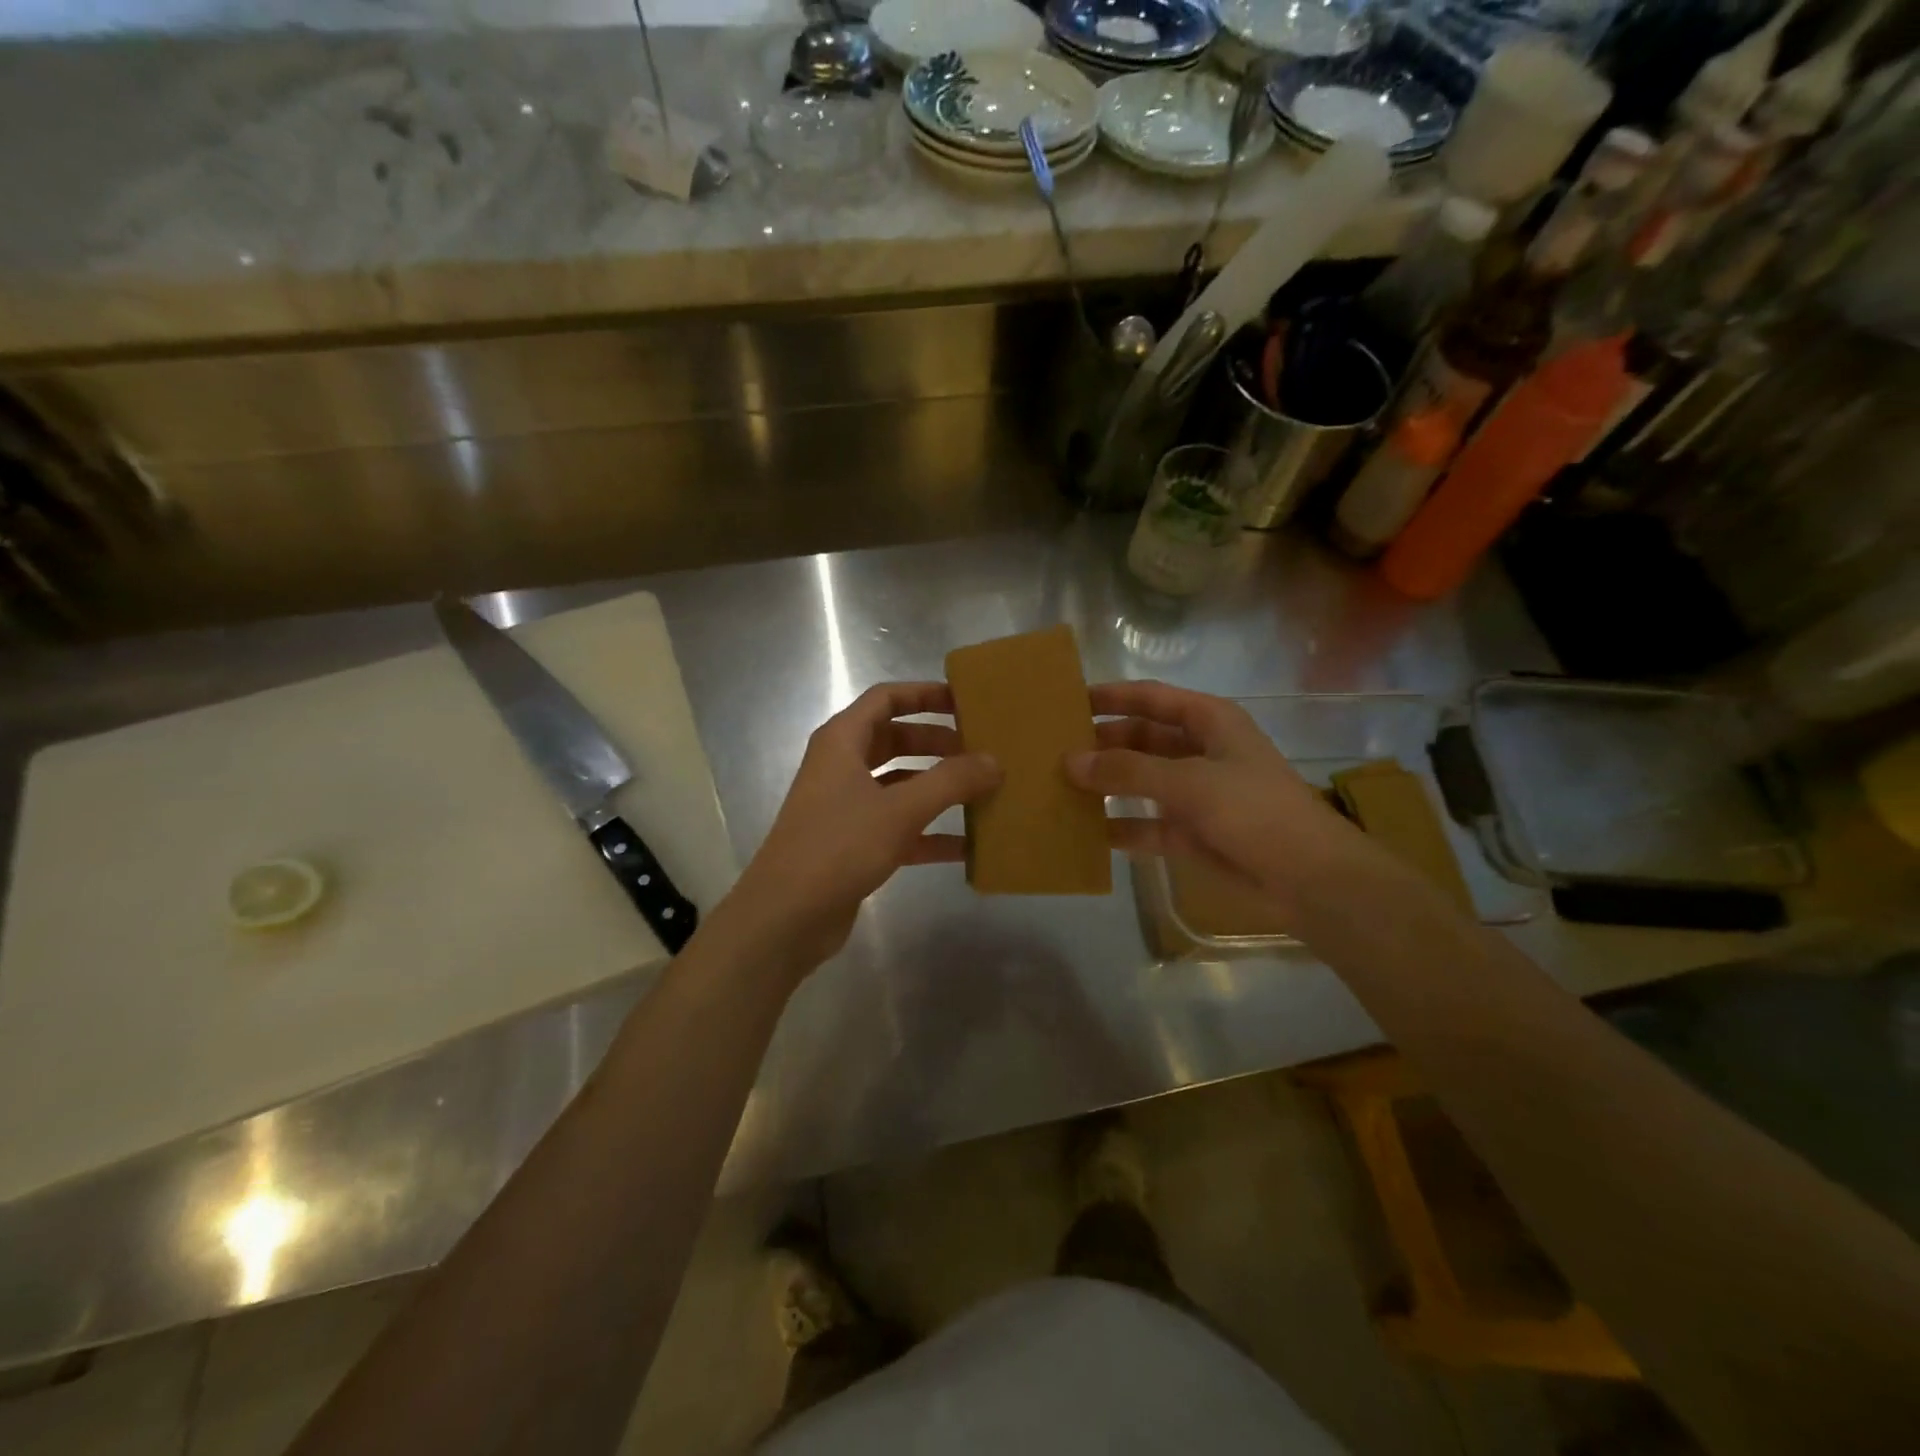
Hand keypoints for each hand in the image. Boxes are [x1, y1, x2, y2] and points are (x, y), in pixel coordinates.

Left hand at [706, 683, 1000, 981]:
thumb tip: (995, 761)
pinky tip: (967, 847)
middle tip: (980, 749)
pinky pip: (898, 826)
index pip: (886, 699)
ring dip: (937, 786)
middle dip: (937, 742)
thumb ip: (951, 781)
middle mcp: (841, 767)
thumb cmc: (838, 847)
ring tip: (982, 791)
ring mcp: (846, 807)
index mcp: (842, 741)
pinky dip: (929, 832)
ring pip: (899, 784)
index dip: (924, 694)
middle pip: (895, 740)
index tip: (965, 700)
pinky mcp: (852, 844)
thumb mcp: (900, 810)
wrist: (786, 916)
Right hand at [1067, 680, 1373, 919]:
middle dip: (1102, 744)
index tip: (1069, 699)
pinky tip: (1084, 830)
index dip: (1112, 696)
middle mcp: (1200, 751)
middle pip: (1141, 738)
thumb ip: (1127, 771)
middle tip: (1054, 749)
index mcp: (1210, 722)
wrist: (1308, 878)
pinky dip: (1120, 826)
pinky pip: (1145, 824)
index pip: (1152, 698)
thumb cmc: (1253, 810)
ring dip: (1106, 784)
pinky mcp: (1191, 833)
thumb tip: (1070, 761)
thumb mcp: (1188, 782)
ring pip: (1140, 781)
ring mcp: (1195, 794)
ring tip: (1059, 785)